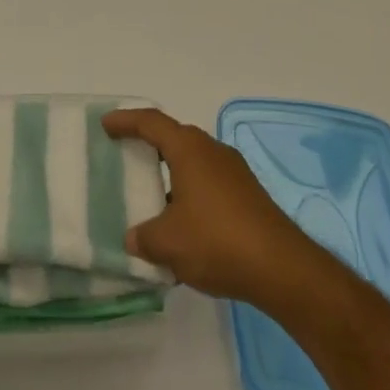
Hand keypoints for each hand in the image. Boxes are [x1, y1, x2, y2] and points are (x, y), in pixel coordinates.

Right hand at [102, 107, 324, 309]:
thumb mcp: (167, 243)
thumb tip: (134, 238)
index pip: (151, 122)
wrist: (283, 269)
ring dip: (172, 173)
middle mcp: (212, 151)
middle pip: (174, 138)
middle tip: (127, 154)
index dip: (126, 120)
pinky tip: (184, 223)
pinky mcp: (249, 196)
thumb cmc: (217, 241)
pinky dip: (190, 192)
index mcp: (189, 149)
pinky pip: (209, 182)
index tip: (106, 124)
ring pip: (194, 162)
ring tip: (152, 196)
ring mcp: (235, 172)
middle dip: (150, 145)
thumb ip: (143, 237)